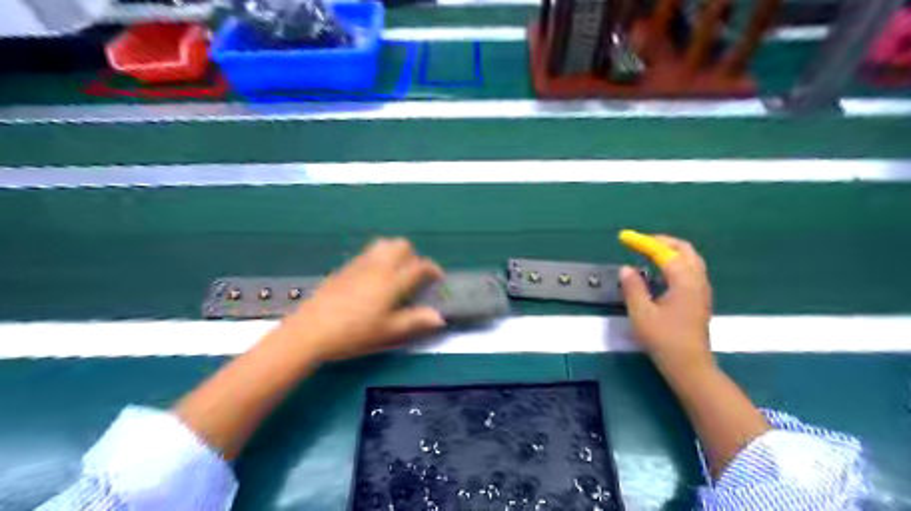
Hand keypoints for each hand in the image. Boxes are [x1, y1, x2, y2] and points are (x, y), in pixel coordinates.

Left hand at [281, 238, 445, 360]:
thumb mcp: (388, 332)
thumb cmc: (354, 333)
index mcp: (392, 281)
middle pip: (402, 245)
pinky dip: (379, 257)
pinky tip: (373, 279)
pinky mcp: (345, 267)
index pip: (419, 265)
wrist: (311, 331)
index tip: (437, 278)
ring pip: (384, 244)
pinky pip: (368, 252)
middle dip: (413, 256)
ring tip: (395, 274)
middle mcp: (378, 266)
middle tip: (413, 276)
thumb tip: (439, 317)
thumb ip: (415, 321)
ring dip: (395, 253)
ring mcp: (359, 264)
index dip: (433, 269)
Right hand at [620, 236, 711, 371]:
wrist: (689, 365)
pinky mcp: (700, 299)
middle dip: (662, 242)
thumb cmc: (664, 339)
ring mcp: (702, 290)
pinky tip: (661, 273)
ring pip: (690, 260)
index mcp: (683, 280)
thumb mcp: (641, 313)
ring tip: (649, 253)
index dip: (643, 242)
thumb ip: (633, 287)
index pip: (663, 252)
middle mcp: (697, 280)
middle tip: (641, 242)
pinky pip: (690, 270)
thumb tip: (626, 268)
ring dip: (670, 251)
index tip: (625, 237)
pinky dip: (676, 263)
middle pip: (684, 250)